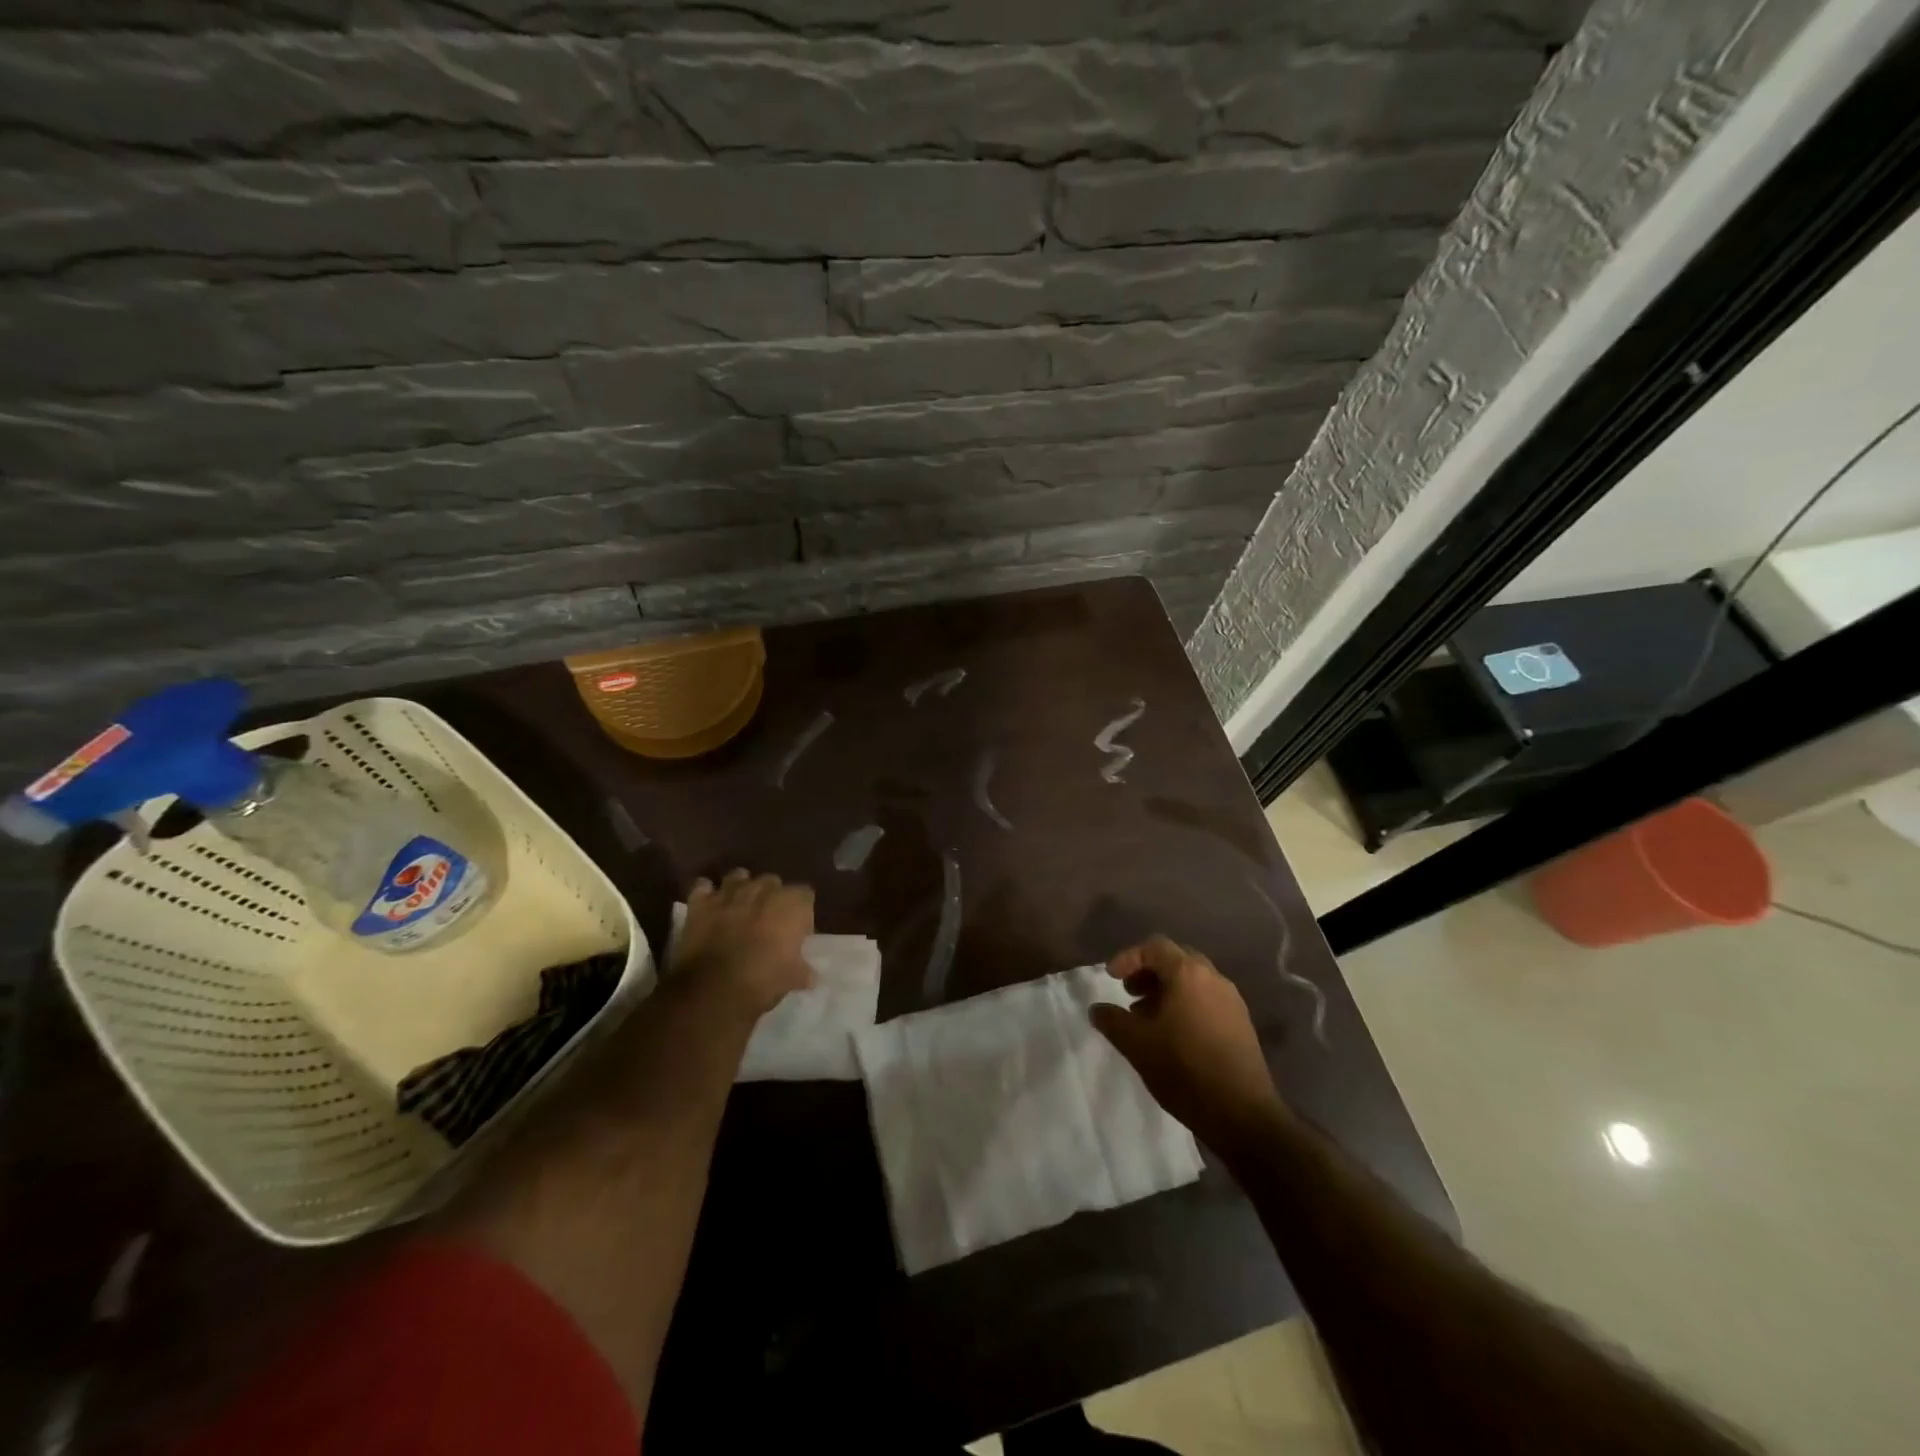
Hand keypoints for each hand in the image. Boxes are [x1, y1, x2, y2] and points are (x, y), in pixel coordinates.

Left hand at [672, 870, 815, 1021]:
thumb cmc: (762, 981)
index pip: (805, 895)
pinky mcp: (700, 904)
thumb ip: (803, 971)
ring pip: (738, 876)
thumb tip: (811, 976)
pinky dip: (706, 894)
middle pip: (773, 882)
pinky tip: (710, 907)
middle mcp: (762, 890)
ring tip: (740, 908)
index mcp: (791, 904)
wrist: (712, 989)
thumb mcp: (792, 979)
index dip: (802, 913)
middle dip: (771, 897)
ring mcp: (729, 893)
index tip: (797, 933)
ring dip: (741, 888)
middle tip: (768, 922)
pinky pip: (703, 887)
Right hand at [1090, 935, 1283, 1150]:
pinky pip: (1207, 999)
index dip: (1129, 958)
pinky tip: (1173, 1034)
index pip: (1155, 947)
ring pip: (1193, 980)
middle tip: (1130, 993)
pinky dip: (1186, 1004)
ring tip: (1147, 1017)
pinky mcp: (1241, 1023)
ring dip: (1167, 990)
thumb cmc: (1184, 1069)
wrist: (1242, 1114)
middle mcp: (1213, 978)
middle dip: (1149, 971)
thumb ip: (1112, 1020)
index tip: (1111, 979)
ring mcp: (1232, 1000)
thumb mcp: (1137, 1045)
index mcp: (1188, 974)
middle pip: (1176, 959)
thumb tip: (1097, 1009)